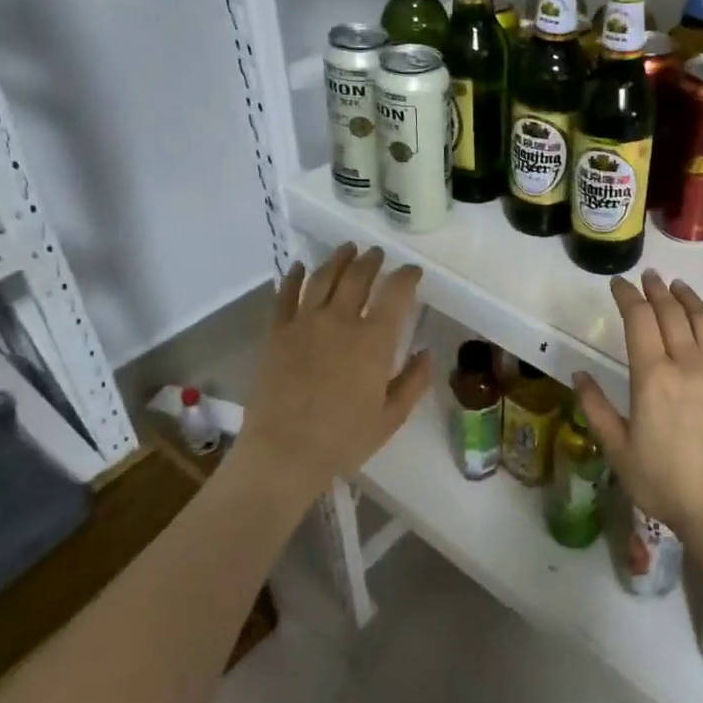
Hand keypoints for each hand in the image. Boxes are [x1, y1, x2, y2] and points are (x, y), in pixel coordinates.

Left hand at [235, 244, 431, 502]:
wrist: (284, 453)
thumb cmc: (344, 439)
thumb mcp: (391, 417)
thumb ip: (413, 381)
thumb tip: (426, 354)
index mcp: (374, 340)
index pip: (396, 293)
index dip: (407, 276)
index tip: (413, 272)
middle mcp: (340, 320)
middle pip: (358, 276)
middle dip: (372, 261)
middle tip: (378, 255)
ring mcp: (305, 322)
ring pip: (323, 277)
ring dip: (338, 259)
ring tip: (347, 249)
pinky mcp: (276, 332)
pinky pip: (285, 294)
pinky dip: (295, 276)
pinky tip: (301, 266)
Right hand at [574, 270, 702, 541]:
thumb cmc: (662, 483)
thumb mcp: (617, 449)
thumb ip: (595, 407)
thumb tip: (579, 373)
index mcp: (653, 377)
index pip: (639, 320)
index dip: (627, 296)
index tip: (618, 283)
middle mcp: (688, 365)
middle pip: (672, 314)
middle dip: (657, 291)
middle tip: (648, 277)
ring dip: (692, 300)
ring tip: (680, 286)